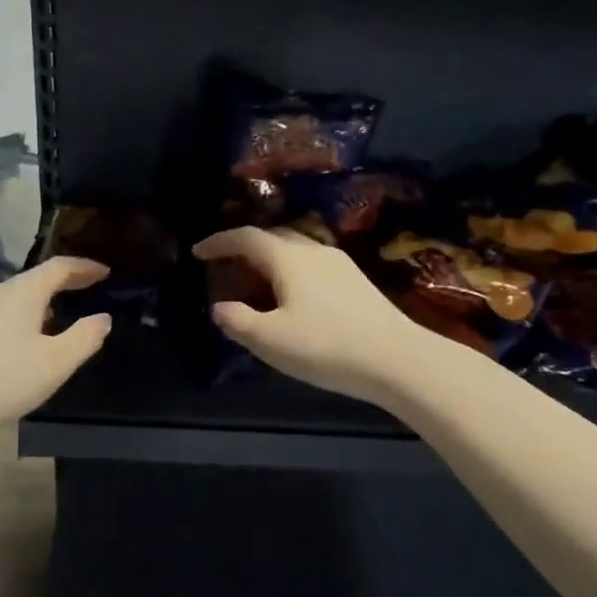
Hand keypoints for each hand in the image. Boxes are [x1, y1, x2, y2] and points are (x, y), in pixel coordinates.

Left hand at [0, 258, 112, 433]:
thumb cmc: (3, 379)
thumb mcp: (56, 363)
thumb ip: (85, 338)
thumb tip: (103, 318)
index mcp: (24, 291)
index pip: (60, 267)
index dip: (85, 267)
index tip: (105, 272)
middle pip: (36, 279)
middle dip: (64, 283)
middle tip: (87, 291)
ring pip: (16, 297)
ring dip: (42, 301)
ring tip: (60, 317)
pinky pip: (1, 313)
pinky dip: (23, 316)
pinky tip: (25, 341)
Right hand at [194, 227, 429, 407]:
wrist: (398, 359)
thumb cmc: (326, 346)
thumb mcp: (270, 340)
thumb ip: (238, 321)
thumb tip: (220, 308)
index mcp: (288, 258)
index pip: (246, 237)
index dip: (219, 242)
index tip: (198, 252)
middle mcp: (314, 251)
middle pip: (273, 237)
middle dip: (245, 248)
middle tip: (226, 267)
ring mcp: (341, 264)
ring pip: (297, 250)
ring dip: (271, 260)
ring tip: (257, 283)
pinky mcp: (358, 282)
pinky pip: (314, 266)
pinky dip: (292, 272)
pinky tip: (294, 298)